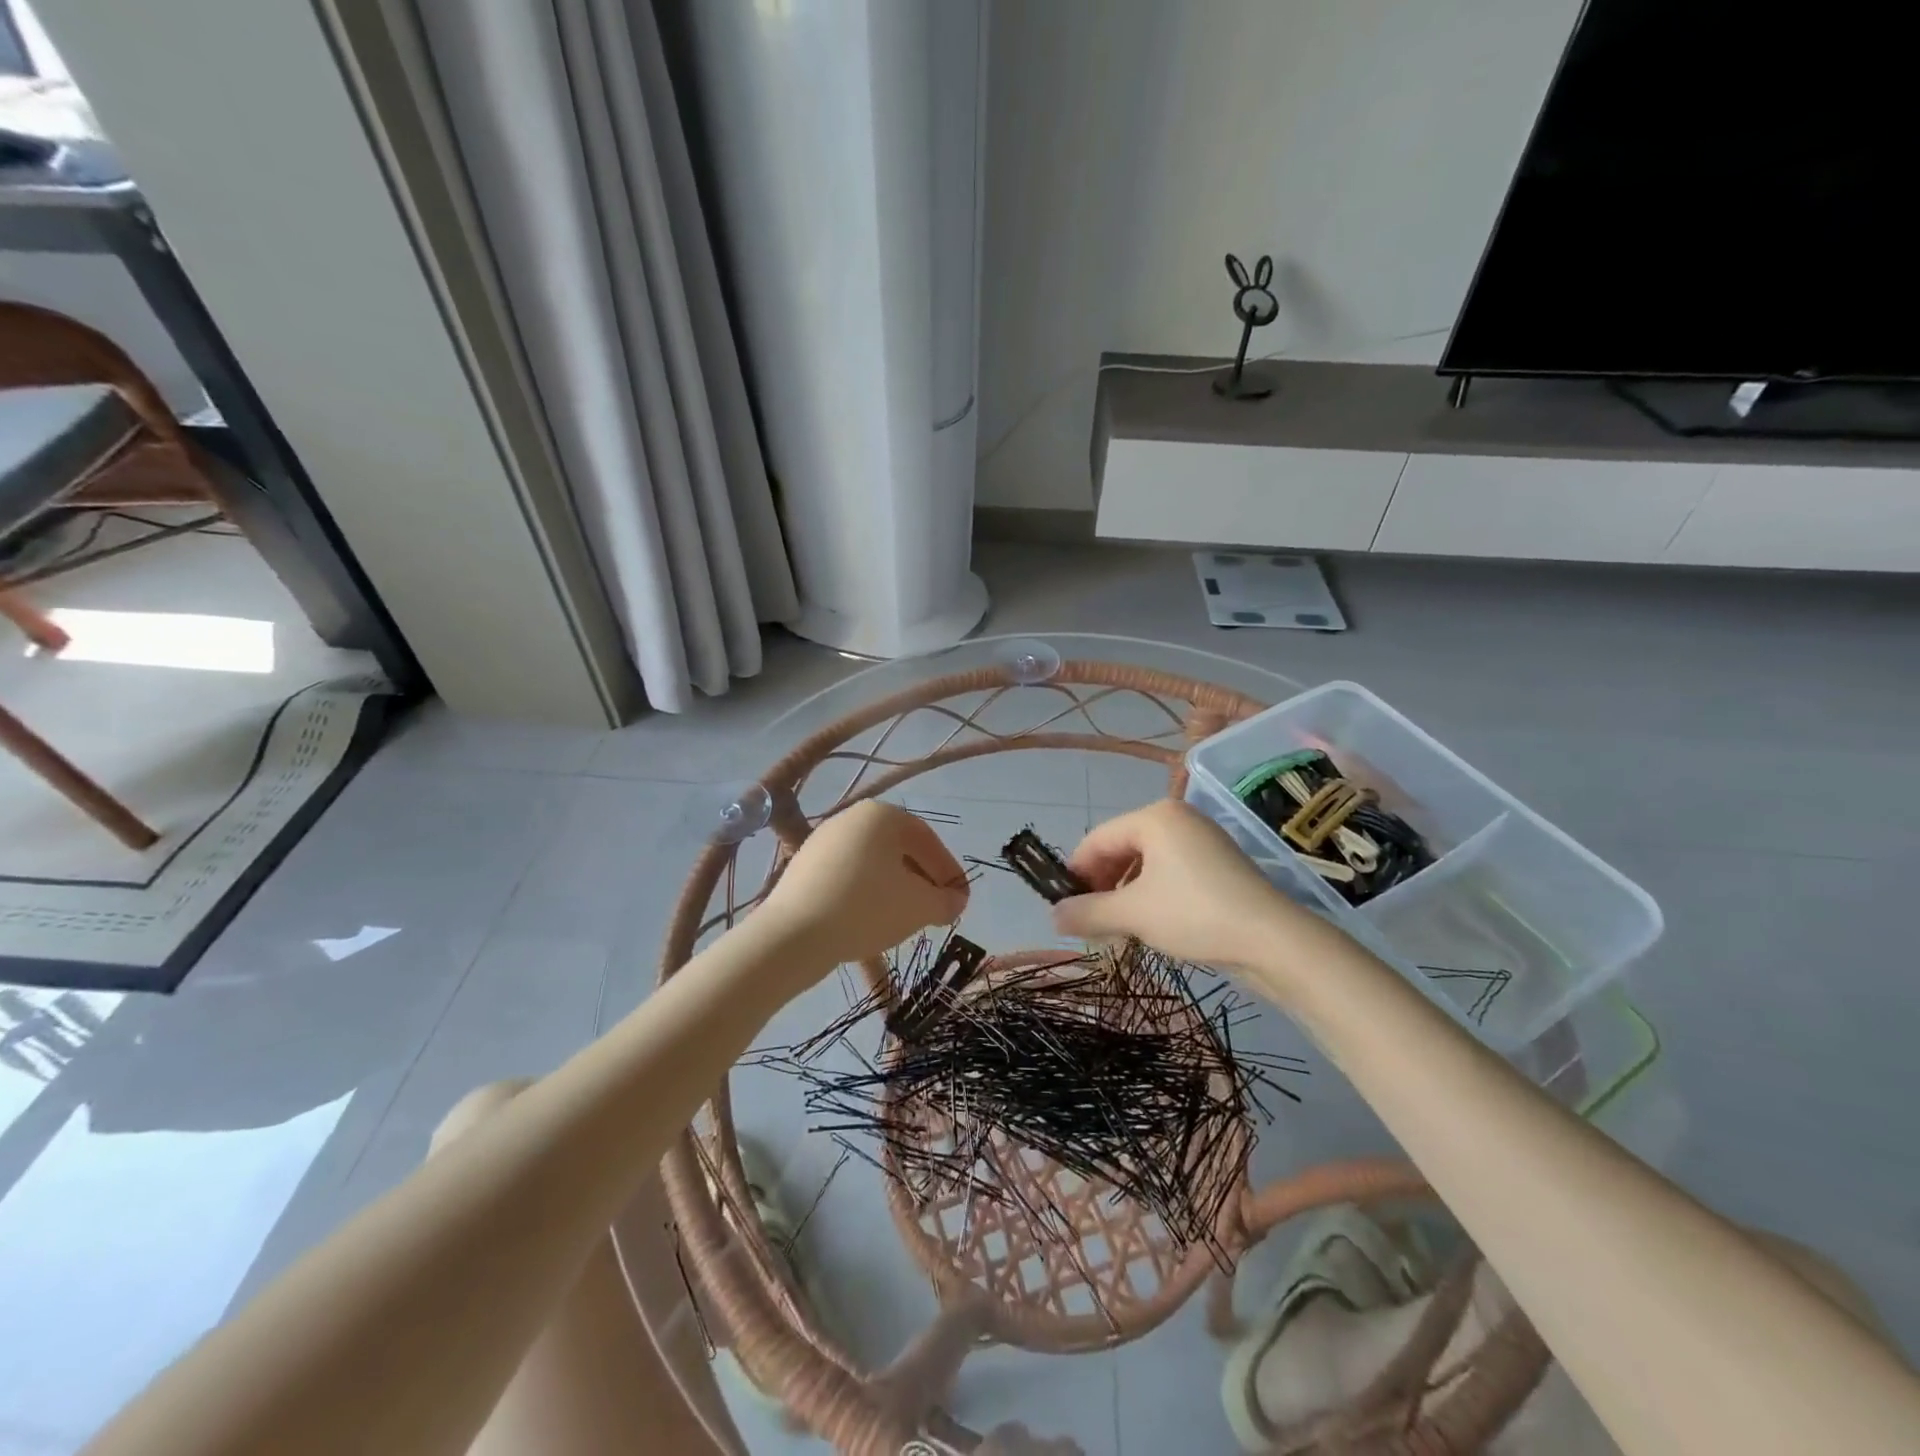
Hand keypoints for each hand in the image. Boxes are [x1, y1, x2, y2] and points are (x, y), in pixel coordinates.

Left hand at [760, 801, 968, 966]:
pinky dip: (867, 896)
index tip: (960, 899)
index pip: (928, 840)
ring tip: (907, 920)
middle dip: (923, 880)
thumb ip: (945, 901)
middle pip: (899, 850)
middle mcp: (852, 819)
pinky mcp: (803, 868)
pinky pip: (848, 878)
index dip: (949, 871)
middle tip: (938, 909)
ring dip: (896, 890)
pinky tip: (872, 922)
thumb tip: (955, 900)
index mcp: (882, 815)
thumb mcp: (920, 906)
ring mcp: (823, 842)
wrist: (794, 935)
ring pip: (873, 865)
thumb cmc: (867, 908)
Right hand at [1052, 799, 1299, 967]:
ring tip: (1116, 928)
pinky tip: (1148, 923)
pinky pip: (1169, 872)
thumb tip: (1053, 917)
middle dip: (1101, 885)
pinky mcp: (1217, 864)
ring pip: (1144, 863)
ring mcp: (1201, 839)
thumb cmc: (1195, 914)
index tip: (1064, 907)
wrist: (1274, 941)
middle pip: (1120, 847)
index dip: (1075, 872)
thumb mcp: (1133, 914)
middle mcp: (1177, 818)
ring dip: (1123, 894)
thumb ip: (1087, 912)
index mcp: (1154, 816)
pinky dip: (1150, 894)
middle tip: (1090, 922)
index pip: (1097, 839)